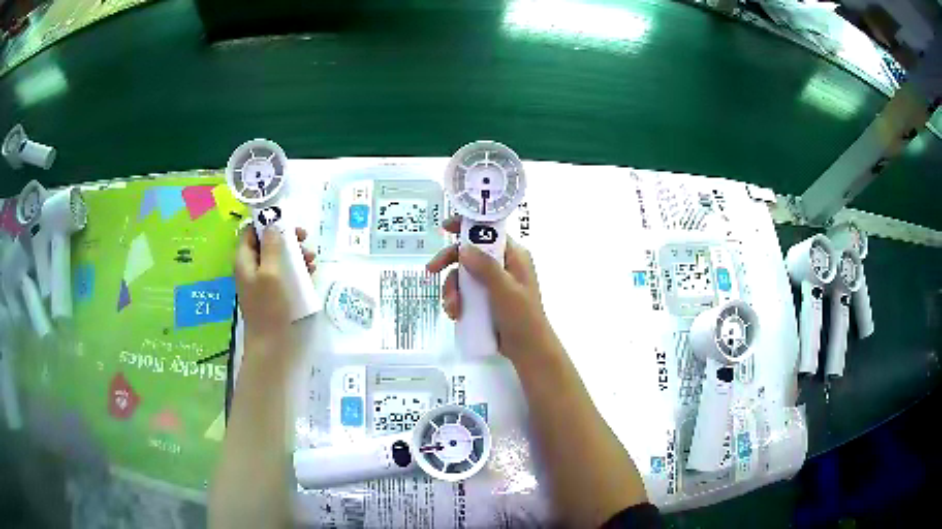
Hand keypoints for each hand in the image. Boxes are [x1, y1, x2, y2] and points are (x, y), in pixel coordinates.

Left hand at [234, 226, 315, 352]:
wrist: (272, 345)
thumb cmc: (269, 307)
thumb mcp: (270, 273)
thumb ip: (271, 246)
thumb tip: (273, 225)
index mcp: (244, 260)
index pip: (250, 231)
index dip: (266, 223)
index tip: (286, 222)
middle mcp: (251, 268)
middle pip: (266, 243)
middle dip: (286, 239)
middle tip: (304, 239)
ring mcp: (263, 282)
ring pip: (278, 258)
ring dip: (295, 254)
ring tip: (312, 259)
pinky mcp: (274, 293)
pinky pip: (284, 274)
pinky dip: (296, 269)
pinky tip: (310, 272)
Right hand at [426, 216, 558, 365]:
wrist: (527, 349)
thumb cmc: (522, 317)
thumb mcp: (505, 290)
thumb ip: (486, 268)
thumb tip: (463, 248)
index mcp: (513, 256)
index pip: (488, 231)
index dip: (466, 226)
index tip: (445, 227)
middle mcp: (502, 265)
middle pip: (469, 253)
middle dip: (449, 262)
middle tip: (431, 270)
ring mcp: (492, 283)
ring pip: (463, 275)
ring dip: (452, 289)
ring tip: (452, 307)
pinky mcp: (484, 299)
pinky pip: (464, 293)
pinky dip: (456, 301)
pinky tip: (455, 313)